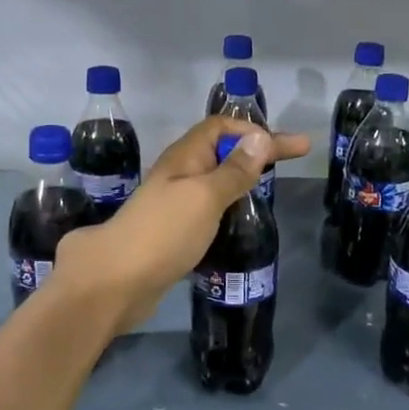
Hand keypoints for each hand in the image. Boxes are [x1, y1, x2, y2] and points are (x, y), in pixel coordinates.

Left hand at [53, 115, 309, 333]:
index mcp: (184, 158)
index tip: (290, 146)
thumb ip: (233, 171)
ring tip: (270, 187)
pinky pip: (207, 208)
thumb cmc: (164, 232)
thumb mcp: (205, 197)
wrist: (116, 282)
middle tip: (293, 159)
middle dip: (255, 150)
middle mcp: (177, 175)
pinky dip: (228, 206)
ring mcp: (172, 205)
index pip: (221, 127)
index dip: (255, 130)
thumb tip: (260, 138)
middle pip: (220, 151)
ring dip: (241, 177)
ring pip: (213, 180)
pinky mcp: (172, 233)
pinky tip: (240, 219)